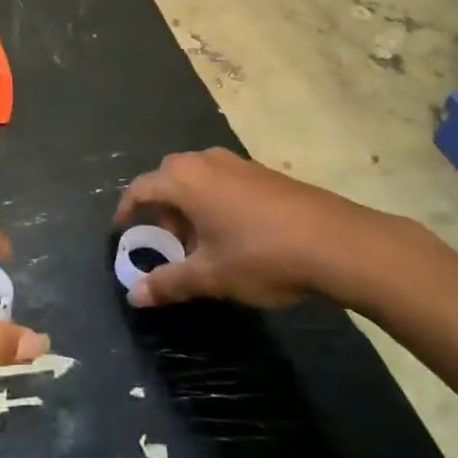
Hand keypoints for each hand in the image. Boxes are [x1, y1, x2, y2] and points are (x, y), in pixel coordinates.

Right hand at [115, 149, 399, 310]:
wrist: (335, 241)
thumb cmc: (261, 255)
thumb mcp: (210, 276)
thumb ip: (168, 283)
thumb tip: (134, 296)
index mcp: (185, 180)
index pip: (141, 187)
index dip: (127, 209)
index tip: (122, 231)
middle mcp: (206, 162)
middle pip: (169, 177)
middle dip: (161, 208)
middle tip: (166, 240)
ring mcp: (238, 163)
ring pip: (198, 178)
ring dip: (189, 205)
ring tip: (200, 242)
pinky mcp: (263, 173)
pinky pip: (223, 180)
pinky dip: (214, 201)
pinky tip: (233, 233)